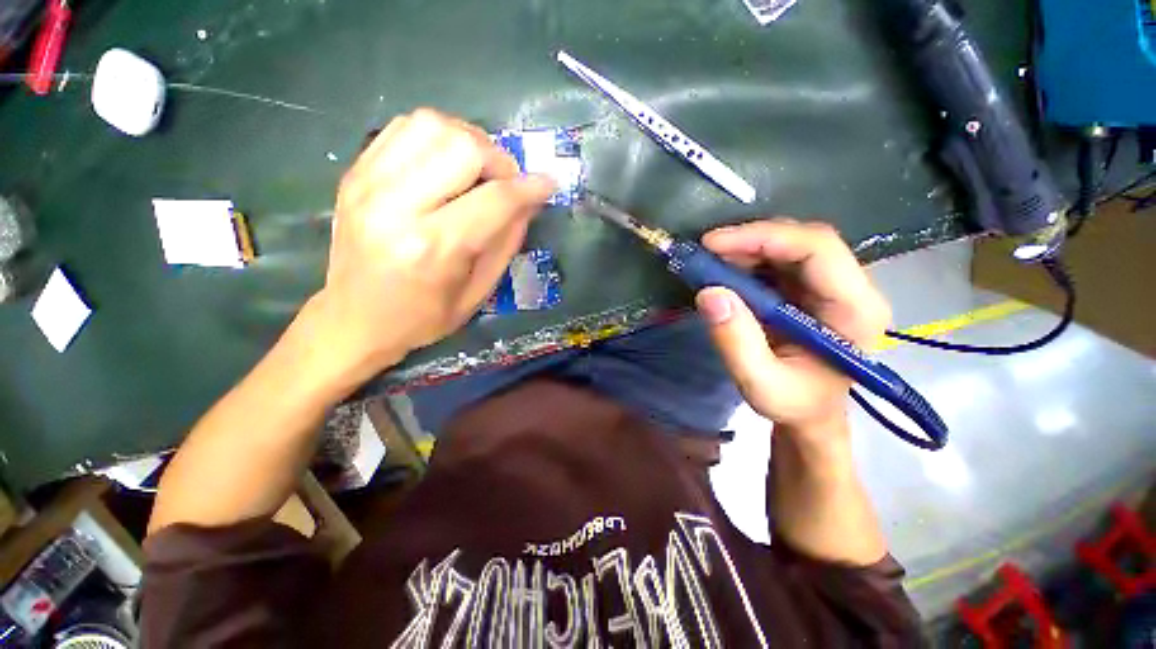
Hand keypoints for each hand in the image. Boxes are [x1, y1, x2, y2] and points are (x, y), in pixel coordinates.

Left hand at [299, 109, 554, 390]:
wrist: (353, 319)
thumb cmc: (422, 317)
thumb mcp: (477, 292)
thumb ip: (507, 242)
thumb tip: (530, 201)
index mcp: (433, 248)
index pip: (495, 199)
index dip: (530, 188)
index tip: (548, 184)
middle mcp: (396, 206)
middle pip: (463, 147)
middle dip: (499, 160)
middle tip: (506, 183)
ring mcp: (368, 183)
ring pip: (432, 125)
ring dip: (469, 141)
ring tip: (478, 170)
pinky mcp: (355, 173)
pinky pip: (404, 127)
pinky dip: (437, 137)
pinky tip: (446, 163)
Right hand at [694, 220, 890, 441]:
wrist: (809, 413)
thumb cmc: (793, 404)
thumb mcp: (760, 385)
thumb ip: (736, 343)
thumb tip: (709, 293)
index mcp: (855, 311)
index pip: (818, 249)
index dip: (764, 237)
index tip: (713, 245)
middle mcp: (851, 289)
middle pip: (804, 240)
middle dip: (750, 241)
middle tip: (705, 253)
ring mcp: (831, 285)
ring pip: (790, 245)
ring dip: (746, 249)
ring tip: (710, 264)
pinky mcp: (810, 288)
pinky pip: (779, 260)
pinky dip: (747, 260)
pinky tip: (725, 272)